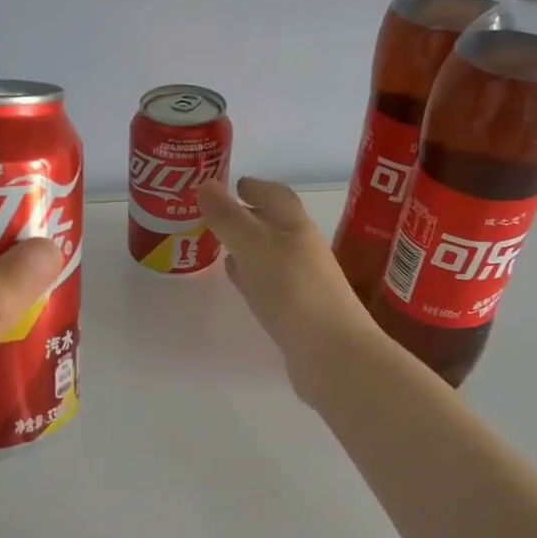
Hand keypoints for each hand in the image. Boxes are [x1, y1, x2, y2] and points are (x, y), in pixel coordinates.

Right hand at [198, 175, 380, 399]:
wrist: (331, 354)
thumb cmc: (294, 291)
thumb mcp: (255, 247)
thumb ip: (228, 218)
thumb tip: (204, 184)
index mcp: (296, 227)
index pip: (276, 195)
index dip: (255, 187)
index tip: (233, 183)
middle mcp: (302, 250)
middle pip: (274, 224)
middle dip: (248, 216)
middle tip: (216, 213)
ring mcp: (301, 282)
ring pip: (269, 255)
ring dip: (247, 247)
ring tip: (220, 245)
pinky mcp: (295, 311)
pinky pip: (269, 284)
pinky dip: (251, 276)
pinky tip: (240, 282)